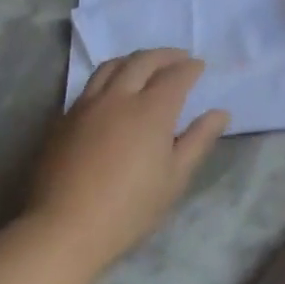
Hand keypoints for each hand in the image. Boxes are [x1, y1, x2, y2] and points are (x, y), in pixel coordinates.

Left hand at [22, 49, 229, 270]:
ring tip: (145, 65)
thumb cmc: (129, 208)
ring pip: (112, 66)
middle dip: (165, 55)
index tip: (200, 66)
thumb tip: (220, 113)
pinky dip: (110, 76)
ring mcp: (87, 105)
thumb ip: (198, 140)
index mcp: (151, 111)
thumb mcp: (175, 178)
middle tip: (179, 57)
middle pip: (142, 62)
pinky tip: (113, 90)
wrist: (64, 228)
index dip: (190, 68)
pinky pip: (91, 84)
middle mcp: (119, 98)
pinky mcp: (64, 118)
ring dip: (134, 59)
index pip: (175, 76)